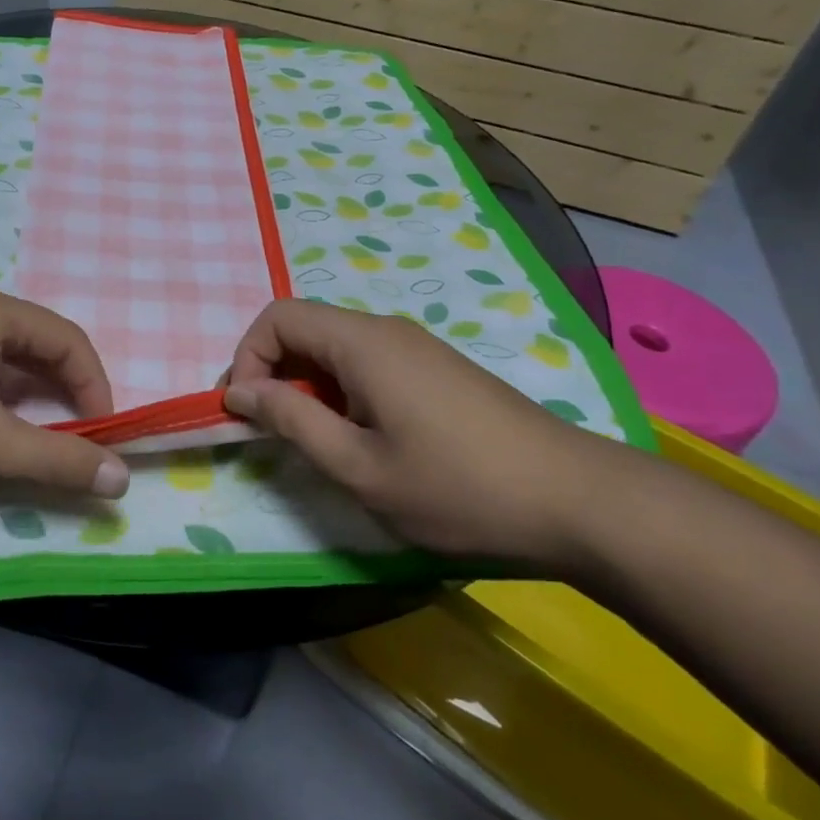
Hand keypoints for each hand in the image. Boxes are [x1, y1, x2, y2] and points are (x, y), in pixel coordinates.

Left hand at [0, 289, 127, 497]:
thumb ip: (56, 459)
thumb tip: (121, 479)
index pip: (70, 341)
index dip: (95, 387)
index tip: (102, 436)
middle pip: (41, 350)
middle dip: (65, 396)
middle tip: (76, 443)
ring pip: (8, 366)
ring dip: (32, 405)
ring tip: (37, 446)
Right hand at [222, 299, 627, 568]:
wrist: (580, 503)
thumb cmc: (458, 488)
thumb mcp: (359, 467)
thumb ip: (292, 421)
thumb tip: (240, 391)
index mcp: (362, 343)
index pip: (278, 317)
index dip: (247, 357)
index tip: (247, 412)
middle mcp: (386, 331)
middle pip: (305, 328)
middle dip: (273, 372)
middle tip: (271, 430)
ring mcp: (417, 348)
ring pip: (335, 348)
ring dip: (307, 385)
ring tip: (318, 442)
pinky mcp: (437, 370)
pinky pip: (367, 363)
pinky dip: (342, 391)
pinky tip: (365, 439)